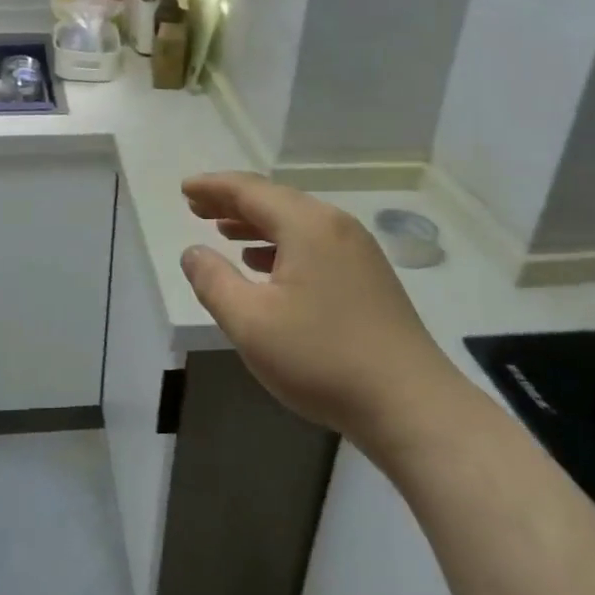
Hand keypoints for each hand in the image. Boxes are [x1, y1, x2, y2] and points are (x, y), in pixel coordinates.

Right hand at [178, 173, 455, 444]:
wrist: (410, 406)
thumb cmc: (321, 359)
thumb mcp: (250, 322)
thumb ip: (213, 281)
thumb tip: (192, 252)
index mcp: (307, 225)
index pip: (250, 190)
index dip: (213, 188)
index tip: (184, 189)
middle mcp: (335, 226)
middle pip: (275, 201)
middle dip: (232, 203)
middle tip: (197, 208)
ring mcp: (358, 251)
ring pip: (297, 224)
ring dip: (256, 224)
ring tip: (224, 231)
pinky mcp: (369, 277)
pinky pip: (314, 244)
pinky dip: (282, 246)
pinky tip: (265, 265)